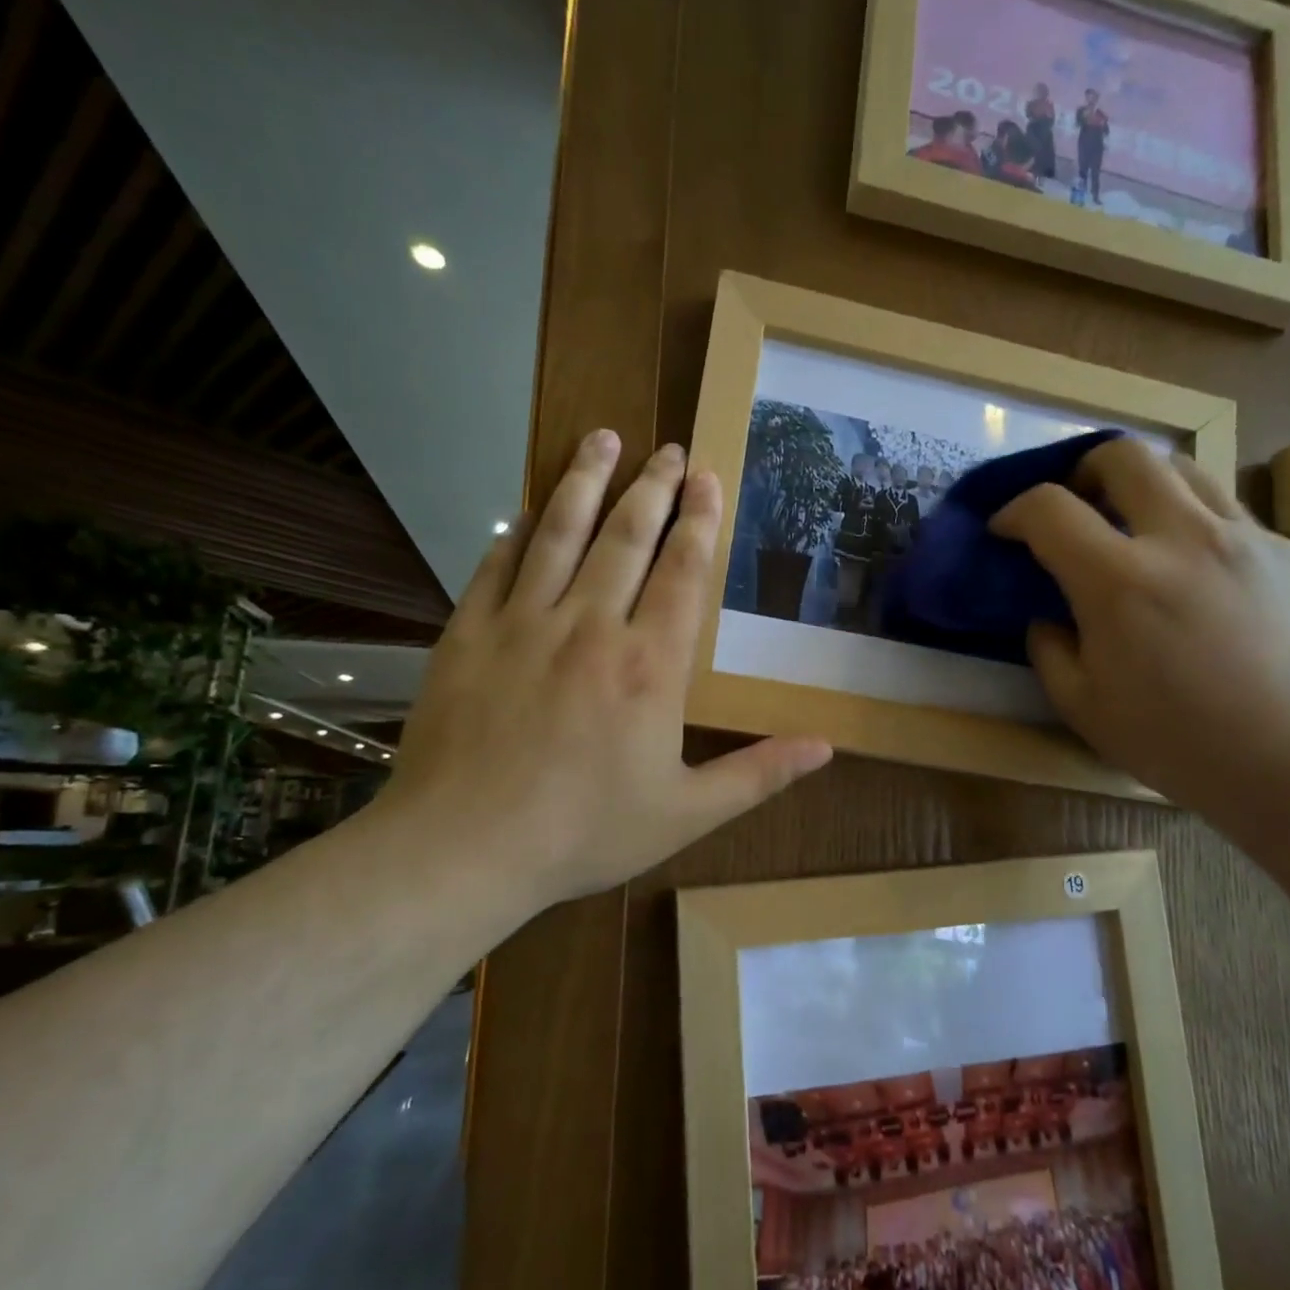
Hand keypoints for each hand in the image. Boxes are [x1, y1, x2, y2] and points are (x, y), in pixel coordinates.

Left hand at [375, 430, 831, 903]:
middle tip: (668, 449)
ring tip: (602, 439)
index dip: (699, 521)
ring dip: (585, 482)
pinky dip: (515, 534)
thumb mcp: (686, 813)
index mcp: (650, 666)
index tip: (707, 478)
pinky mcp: (468, 634)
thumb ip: (758, 774)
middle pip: (626, 537)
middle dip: (652, 487)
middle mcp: (590, 627)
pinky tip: (526, 511)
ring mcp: (523, 624)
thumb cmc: (584, 833)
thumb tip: (826, 748)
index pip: (682, 572)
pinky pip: (495, 567)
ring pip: (560, 534)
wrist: (463, 849)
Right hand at [991, 438, 1289, 824]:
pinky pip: (1233, 515)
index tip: (1006, 529)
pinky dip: (1197, 527)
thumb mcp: (1083, 707)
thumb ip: (1050, 649)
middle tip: (1077, 504)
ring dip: (1145, 485)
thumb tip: (1049, 616)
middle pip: (1124, 455)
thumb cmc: (1178, 744)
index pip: (1050, 509)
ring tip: (1138, 525)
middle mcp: (1183, 539)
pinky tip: (1201, 575)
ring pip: (1187, 469)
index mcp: (1120, 582)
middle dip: (1084, 470)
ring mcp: (1248, 539)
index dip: (1015, 510)